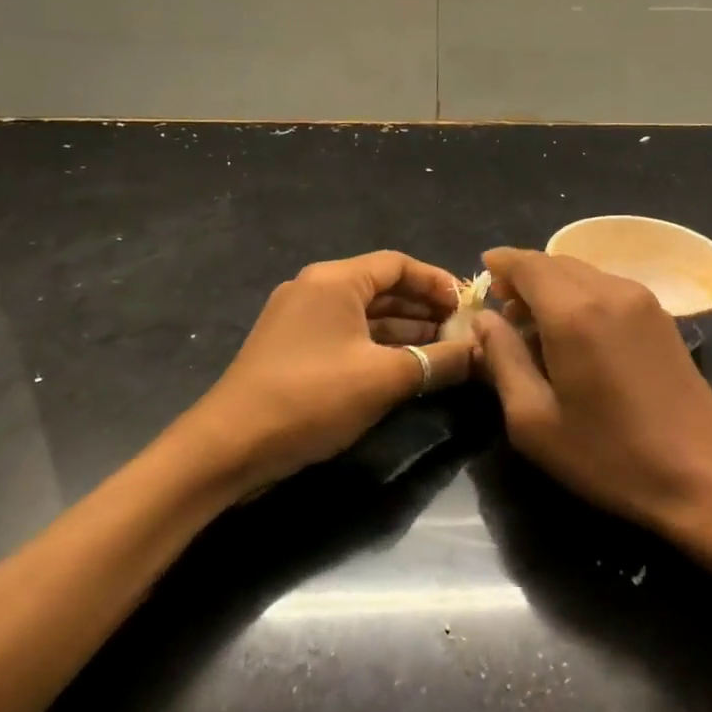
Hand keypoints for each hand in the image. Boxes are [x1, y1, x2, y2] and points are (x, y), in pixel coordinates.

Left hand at [190, 251, 473, 499]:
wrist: (229, 446)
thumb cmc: (311, 398)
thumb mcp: (384, 379)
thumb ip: (438, 361)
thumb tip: (481, 352)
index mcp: (334, 280)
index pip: (398, 264)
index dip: (437, 282)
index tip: (468, 306)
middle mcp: (315, 289)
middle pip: (382, 287)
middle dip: (425, 308)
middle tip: (463, 332)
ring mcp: (300, 319)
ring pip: (365, 315)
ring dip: (405, 330)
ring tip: (444, 351)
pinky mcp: (293, 349)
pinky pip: (347, 335)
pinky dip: (379, 346)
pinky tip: (406, 367)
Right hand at [471, 247, 711, 542]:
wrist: (705, 477)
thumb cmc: (609, 456)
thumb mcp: (534, 420)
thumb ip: (502, 359)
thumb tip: (484, 319)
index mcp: (574, 312)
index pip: (527, 264)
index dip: (500, 264)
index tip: (482, 274)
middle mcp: (611, 291)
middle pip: (556, 263)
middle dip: (524, 277)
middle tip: (503, 310)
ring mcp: (643, 301)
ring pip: (584, 273)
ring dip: (554, 287)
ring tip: (535, 326)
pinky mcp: (663, 318)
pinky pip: (608, 289)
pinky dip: (581, 297)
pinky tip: (576, 334)